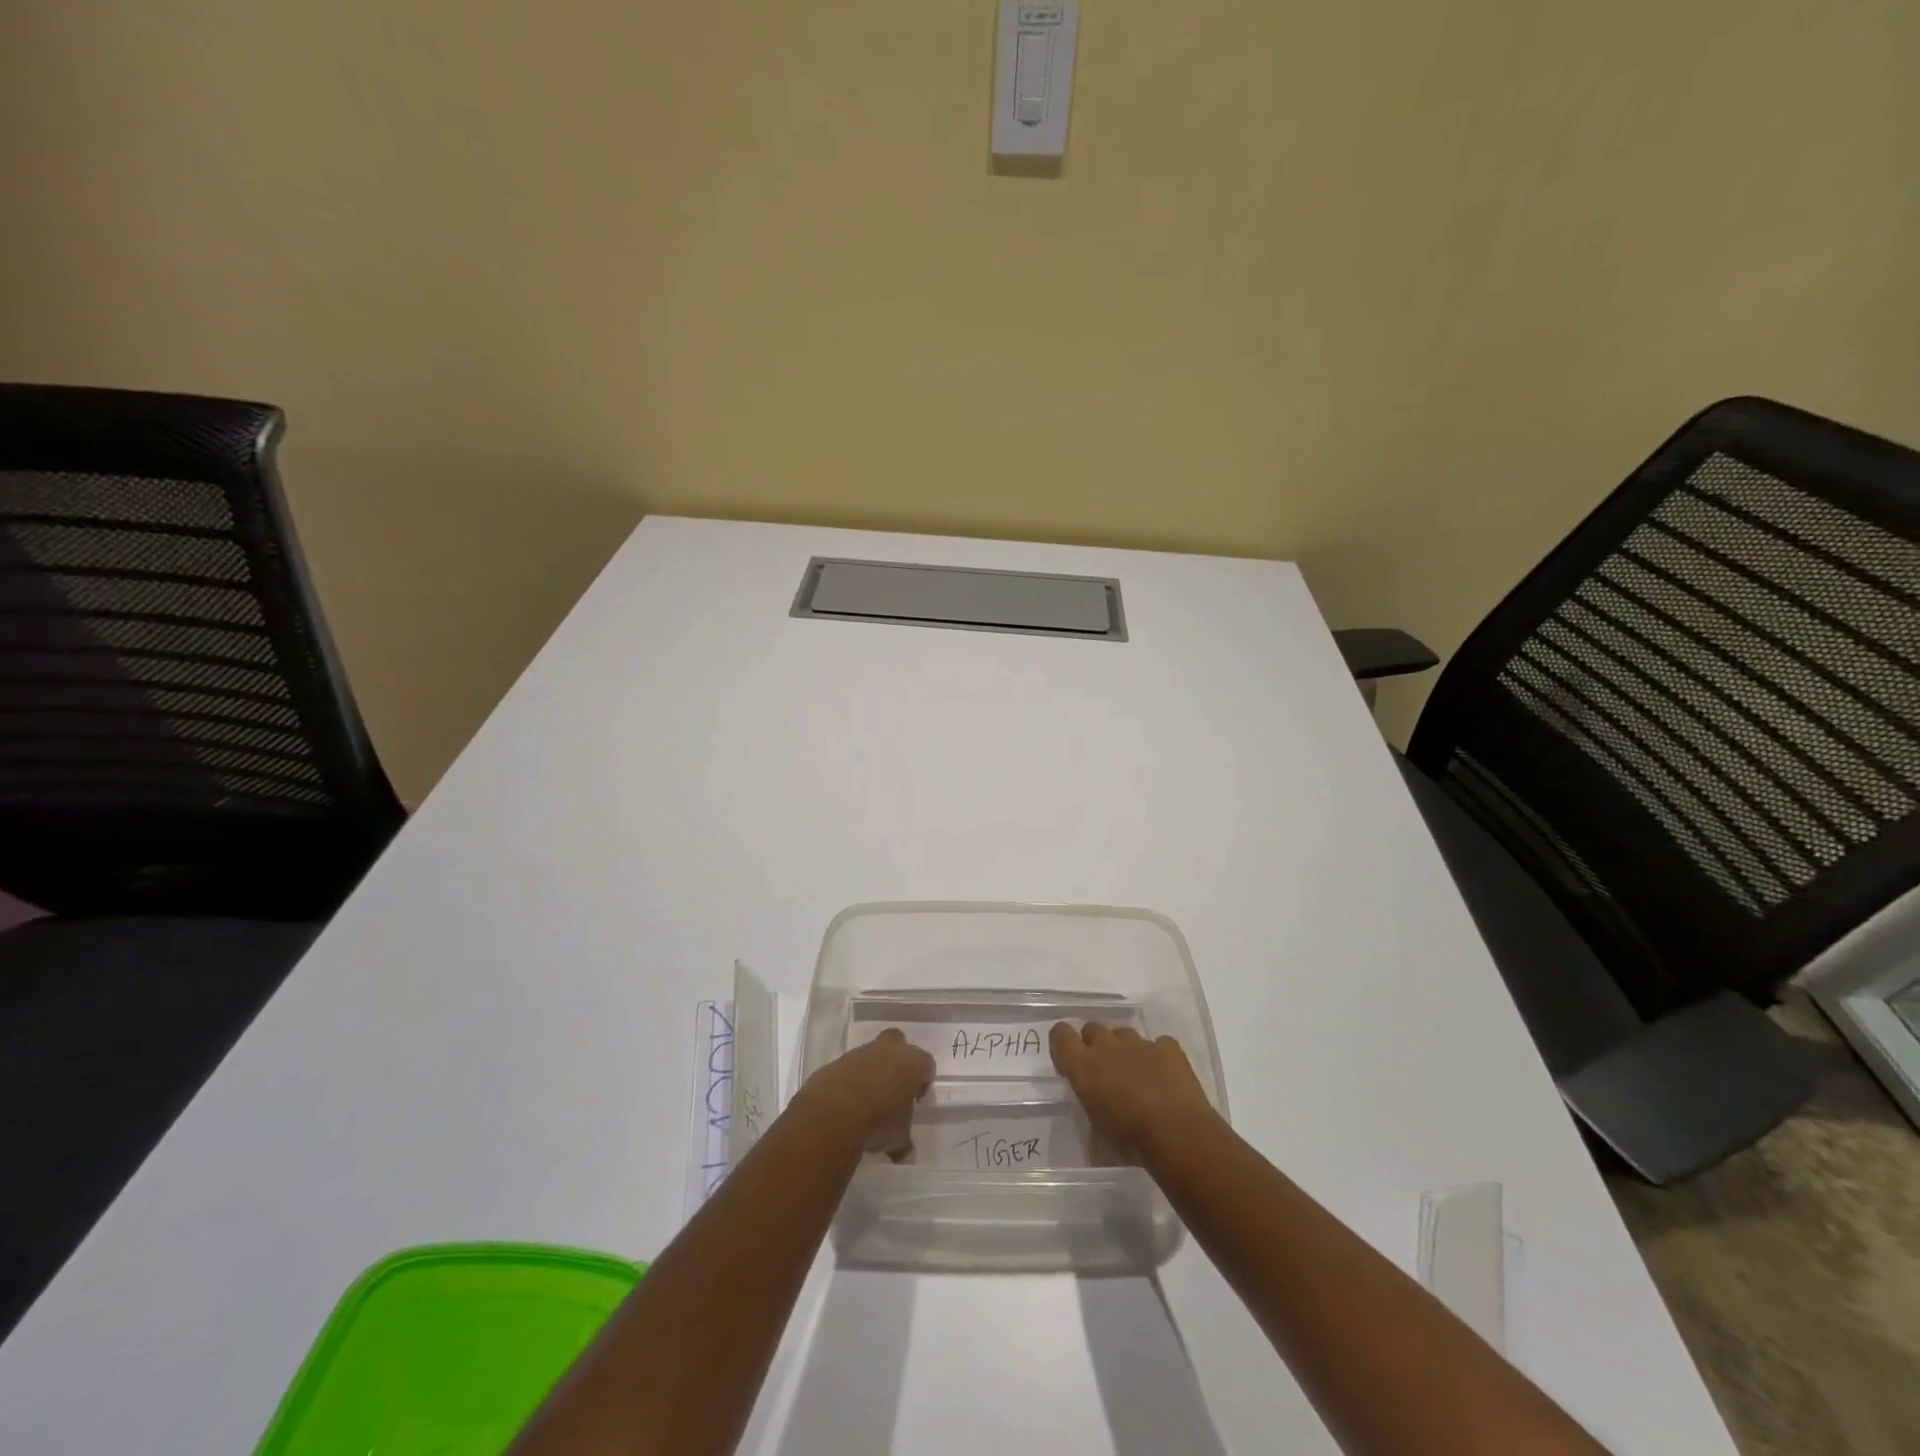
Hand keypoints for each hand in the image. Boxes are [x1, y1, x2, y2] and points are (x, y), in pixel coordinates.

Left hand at [798, 1030, 934, 1157]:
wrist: (835, 1112)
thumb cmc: (880, 1120)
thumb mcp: (898, 1137)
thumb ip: (904, 1143)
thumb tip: (907, 1156)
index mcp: (912, 1062)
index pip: (926, 1064)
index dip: (923, 1081)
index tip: (916, 1101)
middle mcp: (887, 1050)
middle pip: (898, 1043)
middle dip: (897, 1060)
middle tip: (894, 1087)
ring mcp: (859, 1053)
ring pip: (870, 1055)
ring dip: (871, 1072)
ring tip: (867, 1102)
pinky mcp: (835, 1063)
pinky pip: (847, 1069)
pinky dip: (849, 1081)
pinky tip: (846, 1104)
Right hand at [1050, 1022, 1218, 1165]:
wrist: (1179, 1136)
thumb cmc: (1132, 1142)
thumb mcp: (1098, 1134)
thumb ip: (1090, 1108)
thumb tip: (1094, 1106)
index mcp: (1084, 1066)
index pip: (1061, 1036)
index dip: (1062, 1043)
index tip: (1069, 1062)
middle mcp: (1108, 1047)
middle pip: (1092, 1029)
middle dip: (1095, 1045)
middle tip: (1105, 1071)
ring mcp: (1140, 1043)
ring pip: (1124, 1034)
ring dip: (1125, 1049)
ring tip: (1137, 1075)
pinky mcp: (1168, 1047)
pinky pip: (1158, 1044)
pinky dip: (1158, 1056)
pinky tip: (1164, 1076)